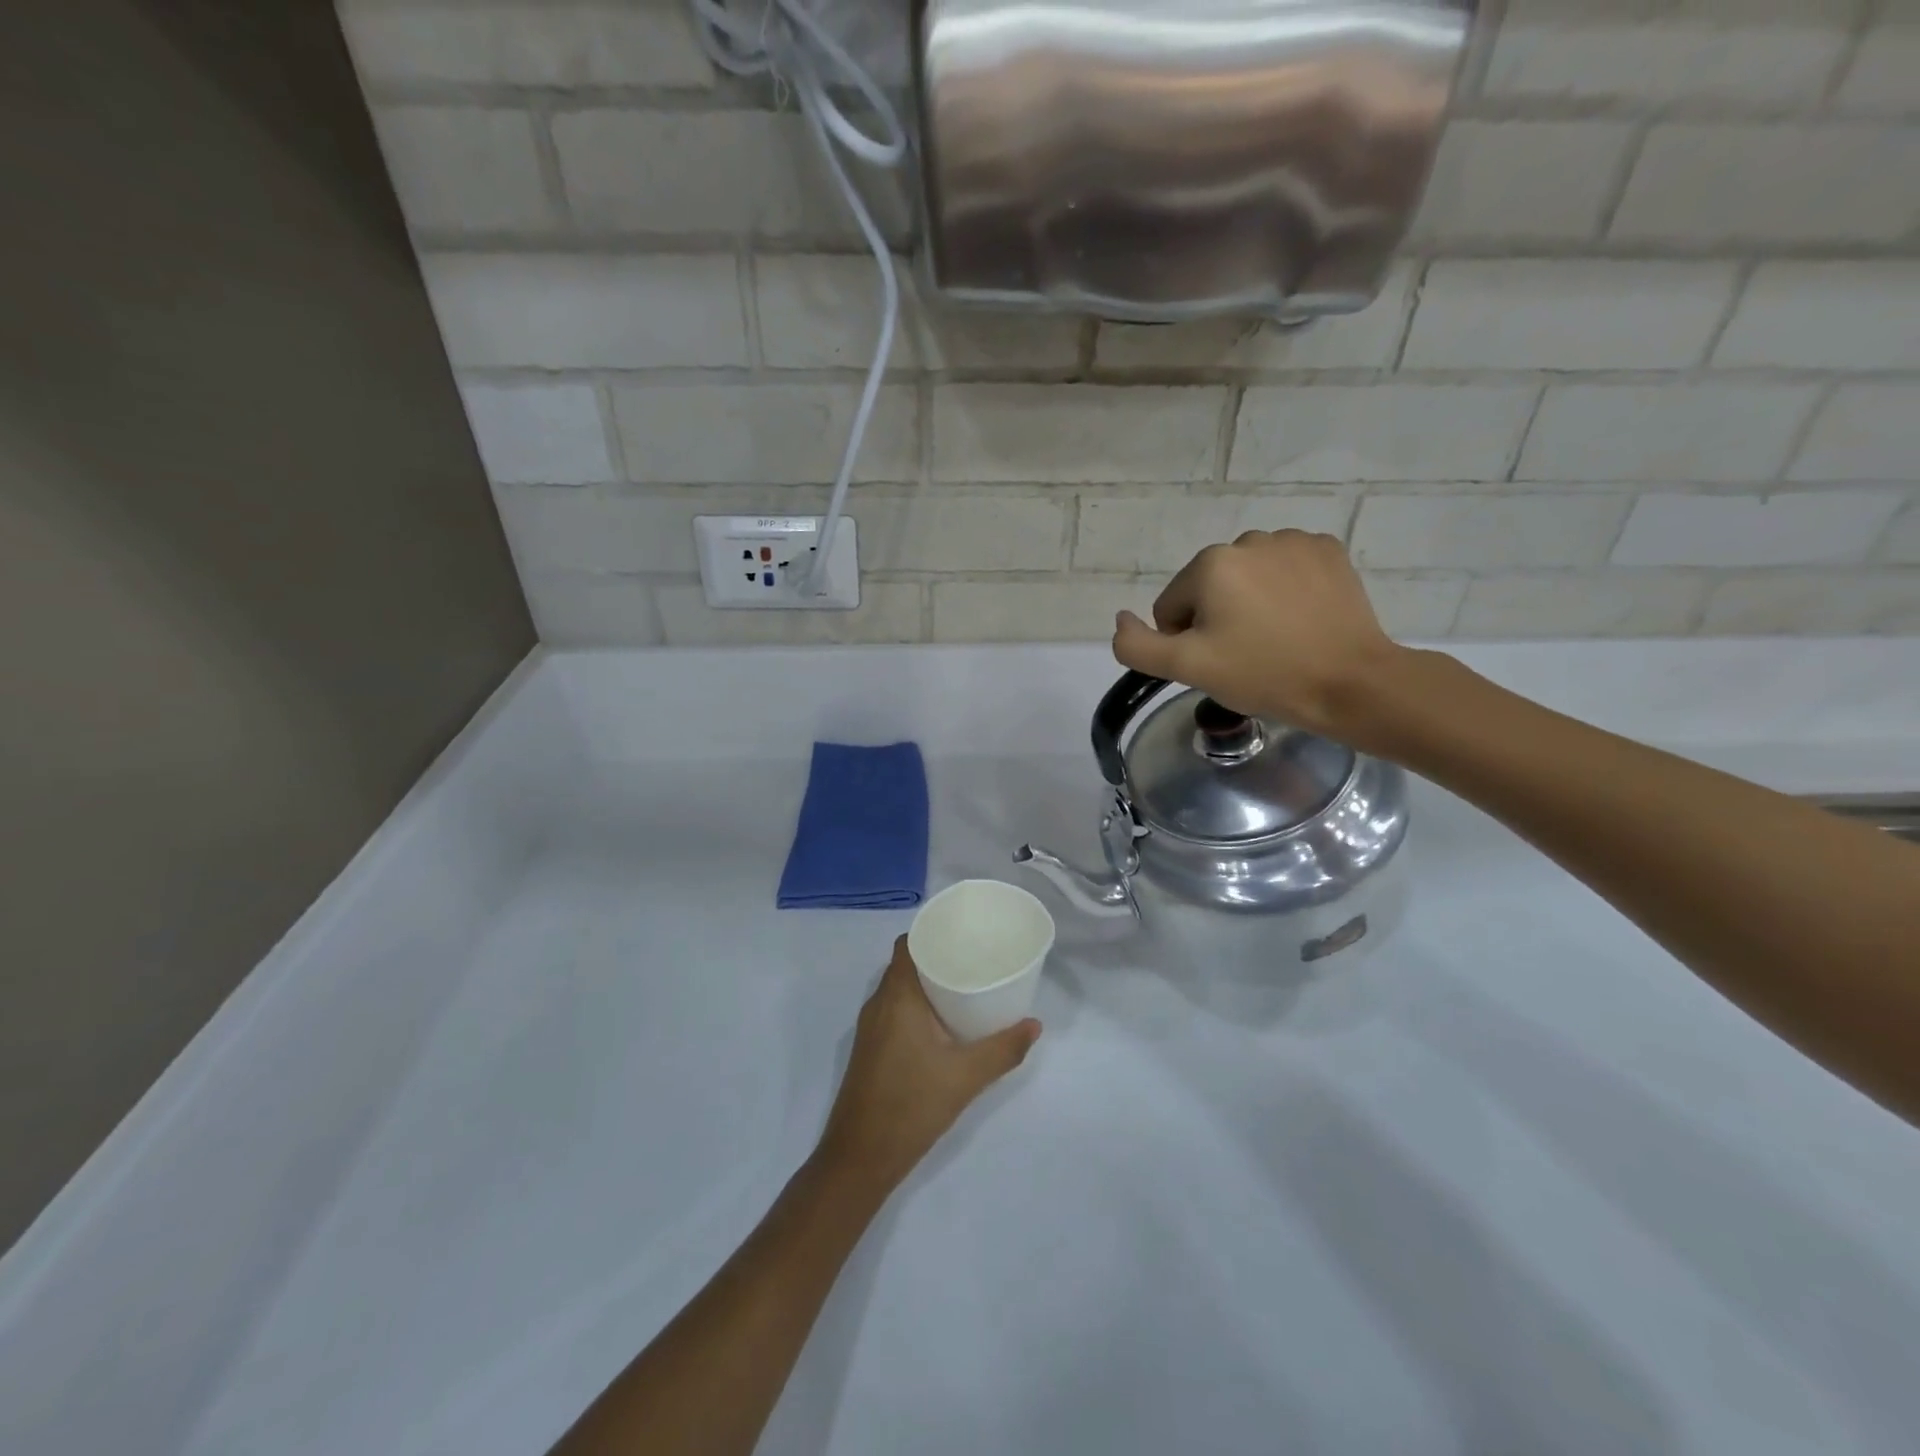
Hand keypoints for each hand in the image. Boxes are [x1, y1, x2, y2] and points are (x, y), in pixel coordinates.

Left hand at [815, 937, 1040, 1194]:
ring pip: (899, 989)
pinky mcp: (870, 1049)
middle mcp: (878, 1004)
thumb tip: (1035, 1025)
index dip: (931, 933)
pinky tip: (943, 1024)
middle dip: (937, 957)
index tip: (962, 934)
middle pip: (905, 964)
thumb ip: (1003, 1049)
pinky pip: (894, 1010)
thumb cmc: (911, 1105)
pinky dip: (917, 1006)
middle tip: (974, 960)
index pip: (907, 944)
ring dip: (927, 984)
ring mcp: (870, 1028)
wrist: (860, 1158)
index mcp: (897, 996)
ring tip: (964, 987)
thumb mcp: (966, 1077)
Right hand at [1112, 530, 1403, 741]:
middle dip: (1218, 619)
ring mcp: (1294, 541)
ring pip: (1248, 578)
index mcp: (1211, 564)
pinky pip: (1286, 569)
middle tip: (1247, 655)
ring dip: (1251, 603)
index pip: (1172, 607)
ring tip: (1277, 639)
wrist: (1351, 683)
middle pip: (1209, 589)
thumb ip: (1138, 646)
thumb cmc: (1263, 674)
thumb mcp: (1187, 669)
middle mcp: (1249, 540)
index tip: (1218, 663)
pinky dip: (1286, 591)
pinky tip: (1302, 620)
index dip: (1187, 642)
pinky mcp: (1329, 551)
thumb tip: (1120, 620)